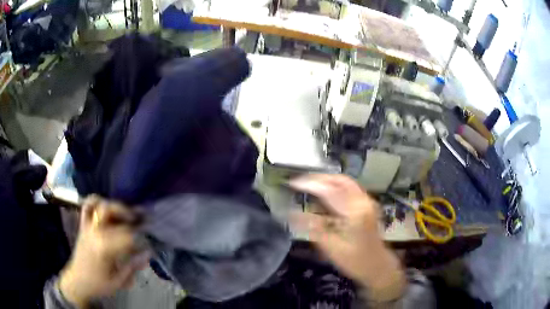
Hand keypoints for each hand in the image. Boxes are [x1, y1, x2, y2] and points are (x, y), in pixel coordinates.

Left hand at [59, 195, 150, 306]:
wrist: (78, 281)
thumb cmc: (98, 283)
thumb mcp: (118, 281)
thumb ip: (132, 266)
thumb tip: (148, 253)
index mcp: (104, 247)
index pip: (126, 235)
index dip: (140, 238)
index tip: (148, 243)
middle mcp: (95, 231)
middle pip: (111, 211)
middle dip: (129, 214)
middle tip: (141, 221)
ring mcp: (87, 226)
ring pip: (100, 205)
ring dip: (114, 206)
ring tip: (125, 213)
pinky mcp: (83, 225)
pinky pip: (87, 206)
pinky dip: (95, 201)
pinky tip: (105, 206)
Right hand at [289, 174, 405, 301]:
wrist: (377, 266)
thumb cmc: (355, 260)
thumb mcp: (331, 247)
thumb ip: (312, 228)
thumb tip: (291, 214)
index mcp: (355, 212)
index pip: (329, 190)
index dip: (310, 184)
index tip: (292, 182)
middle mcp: (363, 201)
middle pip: (340, 180)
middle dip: (319, 178)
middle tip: (300, 181)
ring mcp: (367, 202)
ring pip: (346, 182)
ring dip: (327, 181)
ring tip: (309, 185)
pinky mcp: (368, 206)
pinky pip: (350, 189)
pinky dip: (335, 187)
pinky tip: (325, 195)